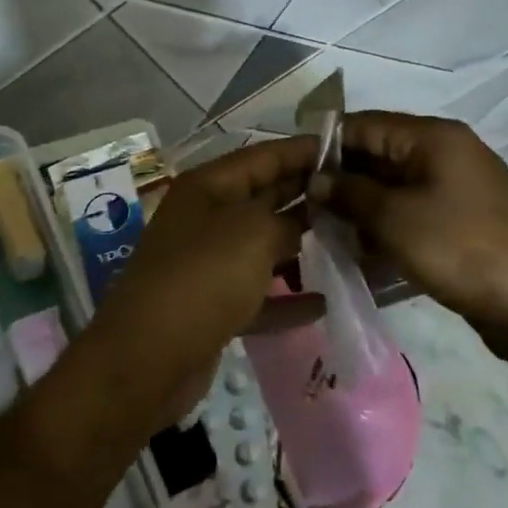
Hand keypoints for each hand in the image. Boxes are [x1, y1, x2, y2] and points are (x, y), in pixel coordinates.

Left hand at [94, 136, 323, 421]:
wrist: (149, 356)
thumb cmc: (204, 276)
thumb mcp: (254, 233)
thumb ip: (288, 218)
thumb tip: (305, 220)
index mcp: (208, 187)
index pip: (264, 156)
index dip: (305, 151)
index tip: (349, 150)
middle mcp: (206, 218)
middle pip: (265, 198)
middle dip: (308, 196)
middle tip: (357, 197)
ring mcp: (207, 262)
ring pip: (263, 246)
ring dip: (301, 247)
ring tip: (350, 244)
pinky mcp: (212, 305)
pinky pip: (257, 293)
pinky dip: (287, 298)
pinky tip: (324, 302)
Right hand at [328, 112, 507, 351]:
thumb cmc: (461, 249)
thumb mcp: (395, 219)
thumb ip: (349, 193)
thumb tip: (316, 178)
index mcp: (433, 137)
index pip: (364, 124)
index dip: (325, 144)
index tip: (291, 171)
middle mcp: (445, 153)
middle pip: (378, 154)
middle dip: (340, 179)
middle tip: (304, 207)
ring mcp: (456, 187)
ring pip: (392, 186)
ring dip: (359, 206)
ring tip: (324, 232)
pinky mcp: (461, 220)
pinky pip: (411, 211)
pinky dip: (384, 225)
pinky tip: (358, 250)